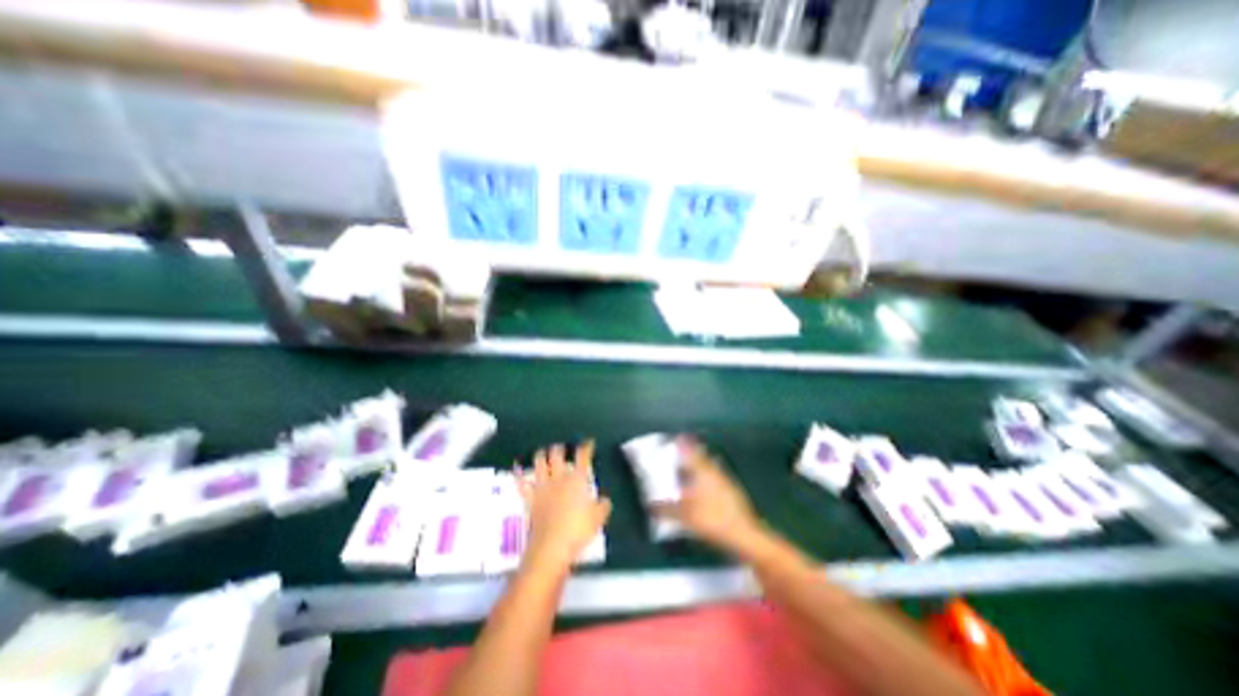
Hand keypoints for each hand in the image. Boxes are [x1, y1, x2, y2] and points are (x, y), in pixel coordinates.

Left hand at [514, 444, 607, 573]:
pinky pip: (522, 484)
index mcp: (577, 479)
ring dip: (541, 455)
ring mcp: (542, 486)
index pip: (583, 456)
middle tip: (562, 448)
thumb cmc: (578, 530)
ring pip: (539, 462)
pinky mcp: (530, 498)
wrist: (551, 547)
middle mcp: (559, 477)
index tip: (589, 442)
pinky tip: (517, 470)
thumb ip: (602, 506)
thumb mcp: (598, 518)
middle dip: (560, 448)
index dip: (586, 447)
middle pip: (557, 453)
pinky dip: (519, 475)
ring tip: (543, 453)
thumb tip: (604, 500)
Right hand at [668, 437, 765, 557]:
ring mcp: (726, 481)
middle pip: (702, 457)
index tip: (678, 437)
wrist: (744, 534)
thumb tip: (650, 505)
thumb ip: (666, 509)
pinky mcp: (733, 492)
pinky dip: (709, 478)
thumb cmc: (712, 519)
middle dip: (693, 453)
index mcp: (702, 472)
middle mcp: (715, 472)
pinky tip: (705, 489)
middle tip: (683, 452)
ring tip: (692, 469)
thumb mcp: (684, 516)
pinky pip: (717, 478)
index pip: (691, 452)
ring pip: (711, 467)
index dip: (684, 444)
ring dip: (702, 466)